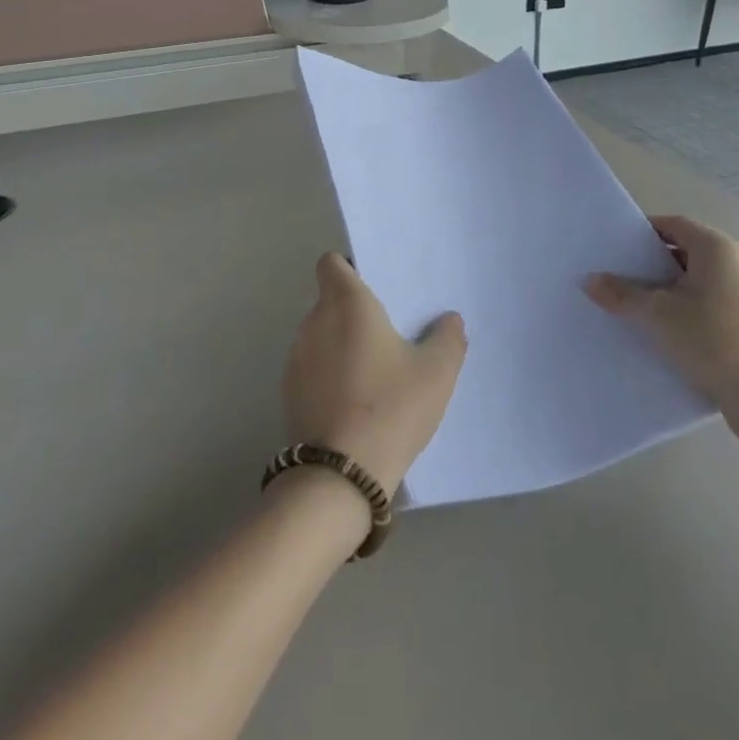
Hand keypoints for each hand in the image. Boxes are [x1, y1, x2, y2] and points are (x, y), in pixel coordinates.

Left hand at [281, 253, 467, 496]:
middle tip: (388, 335)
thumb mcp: (437, 372)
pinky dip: (328, 376)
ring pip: (320, 336)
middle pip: (329, 301)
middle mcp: (314, 321)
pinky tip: (354, 404)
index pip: (331, 264)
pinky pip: (312, 369)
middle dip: (353, 313)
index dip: (349, 270)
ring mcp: (296, 359)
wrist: (341, 475)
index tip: (374, 289)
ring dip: (340, 346)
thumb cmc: (391, 406)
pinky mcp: (289, 394)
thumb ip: (448, 338)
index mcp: (346, 303)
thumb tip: (449, 321)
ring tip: (373, 374)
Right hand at [585, 214, 738, 449]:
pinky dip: (682, 312)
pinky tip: (658, 332)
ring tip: (630, 306)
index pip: (673, 224)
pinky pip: (705, 306)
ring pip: (693, 282)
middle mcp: (734, 263)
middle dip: (649, 264)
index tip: (614, 247)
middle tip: (615, 276)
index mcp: (716, 248)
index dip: (642, 232)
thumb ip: (622, 294)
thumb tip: (589, 281)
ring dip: (664, 292)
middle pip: (682, 252)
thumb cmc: (713, 338)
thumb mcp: (658, 314)